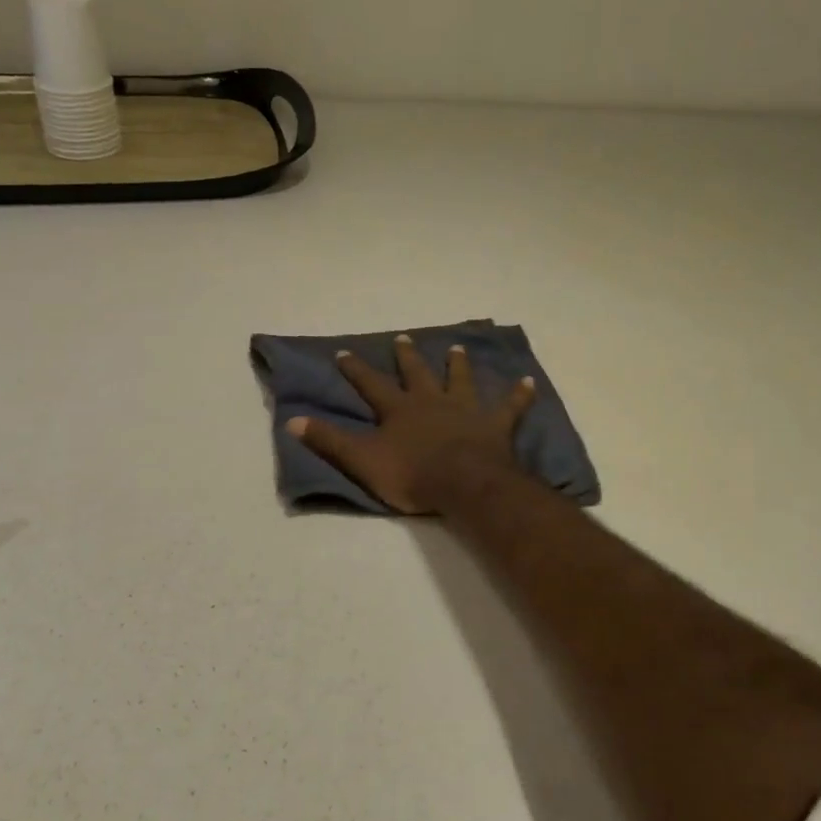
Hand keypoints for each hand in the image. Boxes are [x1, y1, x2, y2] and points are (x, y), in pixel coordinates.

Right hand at [288, 335, 537, 513]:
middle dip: (407, 356)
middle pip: (417, 373)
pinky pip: (510, 406)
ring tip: (456, 347)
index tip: (344, 352)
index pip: (371, 384)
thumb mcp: (362, 460)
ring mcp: (465, 409)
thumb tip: (292, 421)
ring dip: (457, 365)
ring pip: (460, 380)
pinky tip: (528, 382)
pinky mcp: (494, 424)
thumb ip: (329, 441)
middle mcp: (431, 400)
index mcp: (399, 409)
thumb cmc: (411, 474)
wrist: (463, 483)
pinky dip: (518, 395)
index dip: (356, 369)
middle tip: (403, 337)